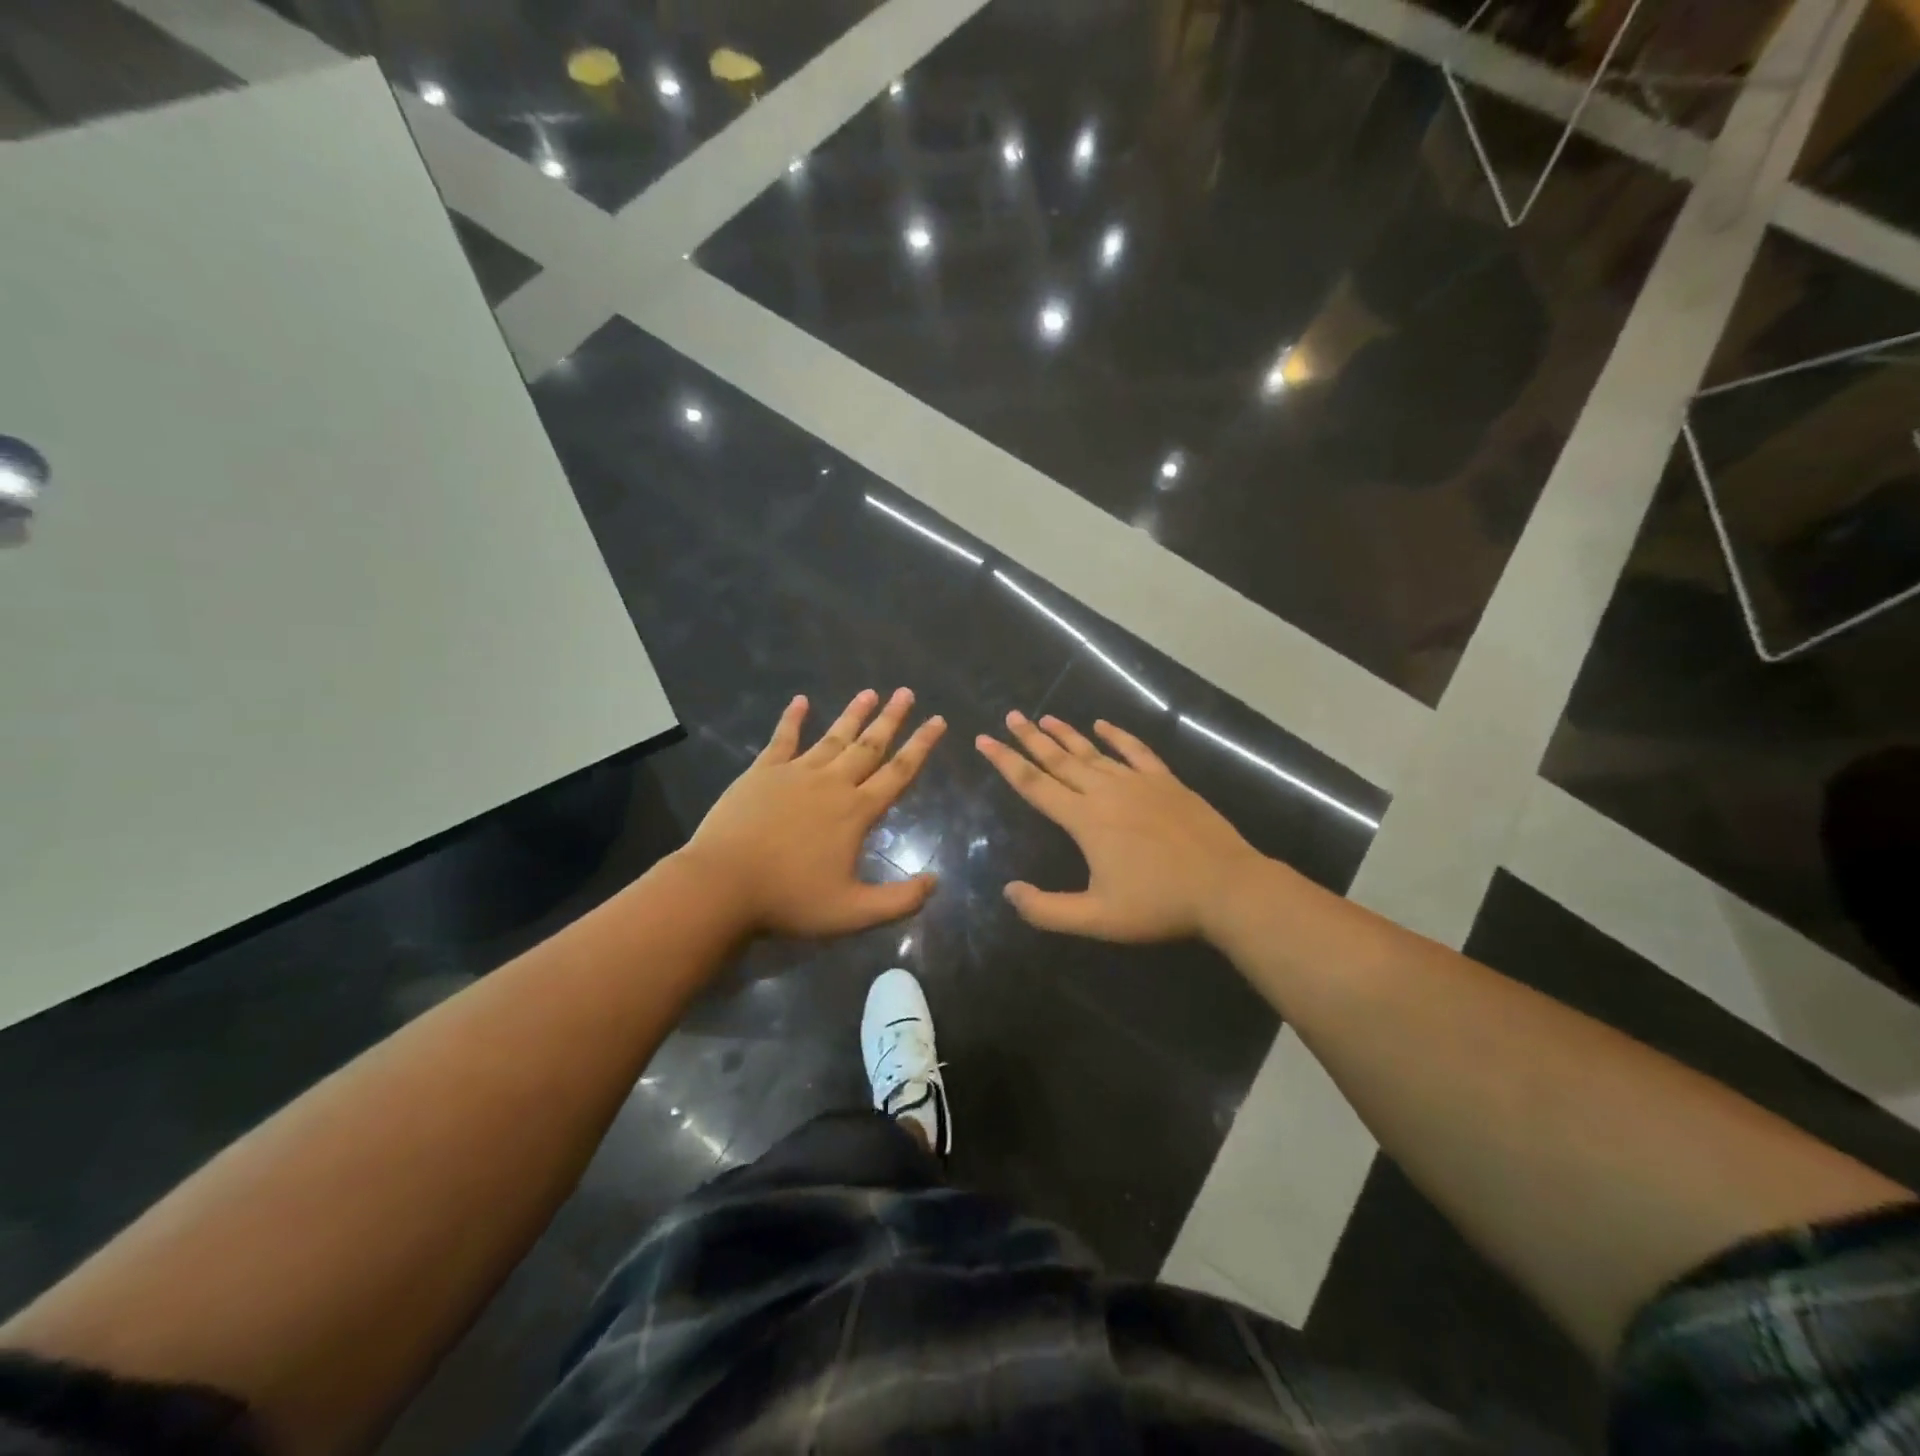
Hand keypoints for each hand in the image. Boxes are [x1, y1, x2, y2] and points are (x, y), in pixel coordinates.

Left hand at [680, 688, 945, 936]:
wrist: (722, 885)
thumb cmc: (789, 900)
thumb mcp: (853, 913)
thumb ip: (899, 900)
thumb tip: (935, 882)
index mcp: (856, 811)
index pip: (898, 772)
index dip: (921, 746)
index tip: (938, 720)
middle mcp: (832, 783)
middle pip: (869, 745)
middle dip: (891, 718)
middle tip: (907, 692)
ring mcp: (796, 773)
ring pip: (833, 737)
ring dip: (853, 714)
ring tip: (869, 691)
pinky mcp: (762, 772)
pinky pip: (783, 739)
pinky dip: (793, 718)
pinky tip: (801, 701)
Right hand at [976, 711, 1265, 941]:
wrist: (1226, 887)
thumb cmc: (1159, 905)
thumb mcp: (1097, 919)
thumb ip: (1047, 909)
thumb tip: (1009, 892)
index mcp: (1085, 820)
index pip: (1034, 784)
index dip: (1005, 762)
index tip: (984, 739)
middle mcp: (1106, 792)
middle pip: (1059, 759)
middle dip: (1029, 738)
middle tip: (1010, 716)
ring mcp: (1139, 783)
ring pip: (1093, 752)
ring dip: (1066, 735)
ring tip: (1044, 717)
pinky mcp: (1166, 782)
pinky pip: (1136, 751)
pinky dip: (1117, 736)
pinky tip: (1103, 725)